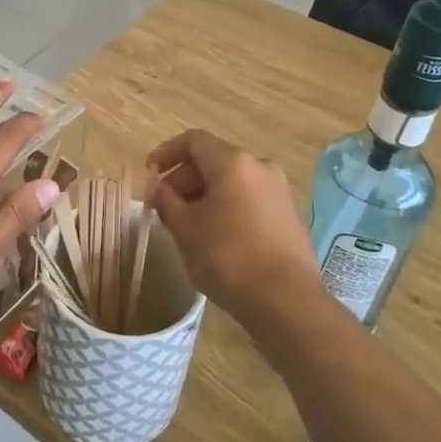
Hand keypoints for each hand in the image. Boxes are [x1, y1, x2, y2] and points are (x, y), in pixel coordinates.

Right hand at [145, 130, 317, 328]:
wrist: (286, 300)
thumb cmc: (227, 256)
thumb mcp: (185, 228)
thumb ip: (167, 201)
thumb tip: (161, 189)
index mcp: (233, 162)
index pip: (193, 141)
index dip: (167, 152)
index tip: (150, 173)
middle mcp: (260, 167)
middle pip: (214, 161)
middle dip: (184, 179)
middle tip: (164, 206)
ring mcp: (279, 191)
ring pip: (233, 182)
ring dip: (206, 195)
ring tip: (188, 224)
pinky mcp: (290, 216)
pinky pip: (250, 200)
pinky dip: (228, 207)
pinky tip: (217, 236)